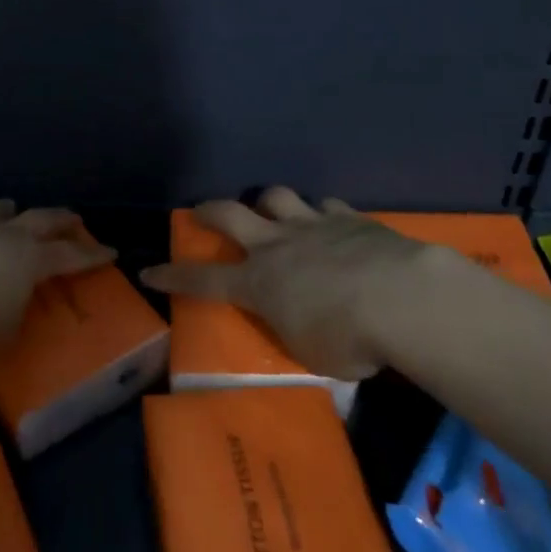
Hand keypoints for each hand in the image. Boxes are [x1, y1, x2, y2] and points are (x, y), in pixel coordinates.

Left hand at [0, 200, 115, 361]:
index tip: (110, 251)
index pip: (68, 256)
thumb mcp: (0, 334)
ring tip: (9, 206)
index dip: (90, 255)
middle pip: (37, 219)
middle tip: (72, 215)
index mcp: (28, 260)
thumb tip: (4, 311)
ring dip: (3, 210)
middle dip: (57, 218)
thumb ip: (7, 318)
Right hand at [141, 186, 472, 379]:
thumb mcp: (311, 354)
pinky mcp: (348, 218)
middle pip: (230, 215)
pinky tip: (332, 222)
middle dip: (210, 211)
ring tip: (271, 210)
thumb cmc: (348, 339)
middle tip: (202, 212)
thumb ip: (296, 333)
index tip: (149, 270)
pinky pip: (326, 206)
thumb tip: (300, 326)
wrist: (401, 298)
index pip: (203, 281)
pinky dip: (323, 213)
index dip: (174, 276)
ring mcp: (312, 225)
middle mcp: (276, 246)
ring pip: (276, 197)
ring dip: (268, 202)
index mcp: (259, 285)